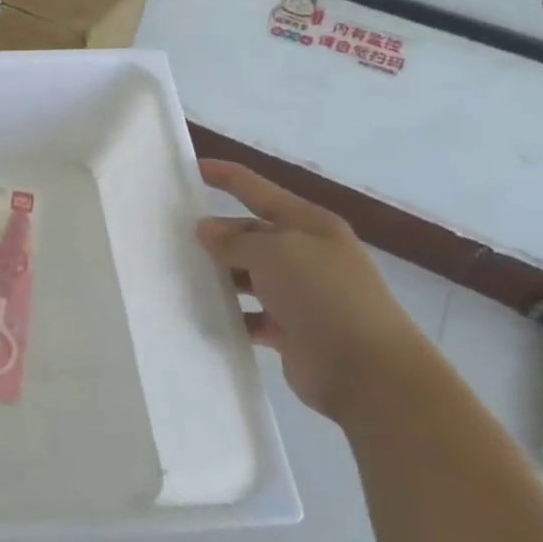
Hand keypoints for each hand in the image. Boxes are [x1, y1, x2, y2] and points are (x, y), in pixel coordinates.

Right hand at [196, 160, 432, 421]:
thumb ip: (236, 240)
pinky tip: (205, 316)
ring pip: (248, 275)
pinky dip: (232, 315)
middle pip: (251, 233)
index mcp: (309, 224)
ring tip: (181, 277)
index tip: (190, 169)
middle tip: (173, 238)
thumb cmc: (323, 295)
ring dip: (220, 276)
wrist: (369, 372)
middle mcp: (306, 254)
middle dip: (217, 234)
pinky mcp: (293, 330)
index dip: (226, 177)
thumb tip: (208, 230)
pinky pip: (252, 315)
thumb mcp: (275, 253)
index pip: (258, 189)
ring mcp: (301, 294)